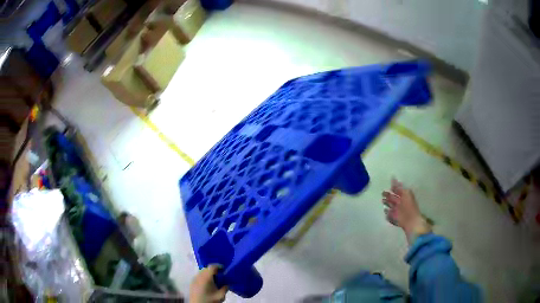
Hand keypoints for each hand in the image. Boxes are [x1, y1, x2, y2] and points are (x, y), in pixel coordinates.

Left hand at [189, 265, 227, 302]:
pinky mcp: (191, 284)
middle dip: (213, 270)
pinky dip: (203, 277)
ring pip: (201, 272)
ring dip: (207, 274)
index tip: (224, 269)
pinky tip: (207, 284)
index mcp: (206, 277)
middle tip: (220, 275)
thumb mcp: (221, 295)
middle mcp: (198, 276)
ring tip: (214, 280)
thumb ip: (225, 288)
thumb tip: (227, 284)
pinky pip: (198, 277)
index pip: (212, 267)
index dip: (218, 266)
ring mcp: (194, 279)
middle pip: (206, 268)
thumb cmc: (210, 300)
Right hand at [382, 178, 431, 243]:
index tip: (390, 184)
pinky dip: (388, 213)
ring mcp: (398, 211)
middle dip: (389, 195)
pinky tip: (385, 211)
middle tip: (383, 193)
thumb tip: (393, 178)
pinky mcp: (396, 219)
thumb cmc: (409, 206)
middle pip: (394, 198)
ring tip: (383, 201)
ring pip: (392, 206)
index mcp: (405, 196)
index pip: (399, 190)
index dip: (395, 187)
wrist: (411, 221)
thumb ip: (399, 187)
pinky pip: (390, 215)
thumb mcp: (405, 193)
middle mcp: (401, 203)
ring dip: (387, 203)